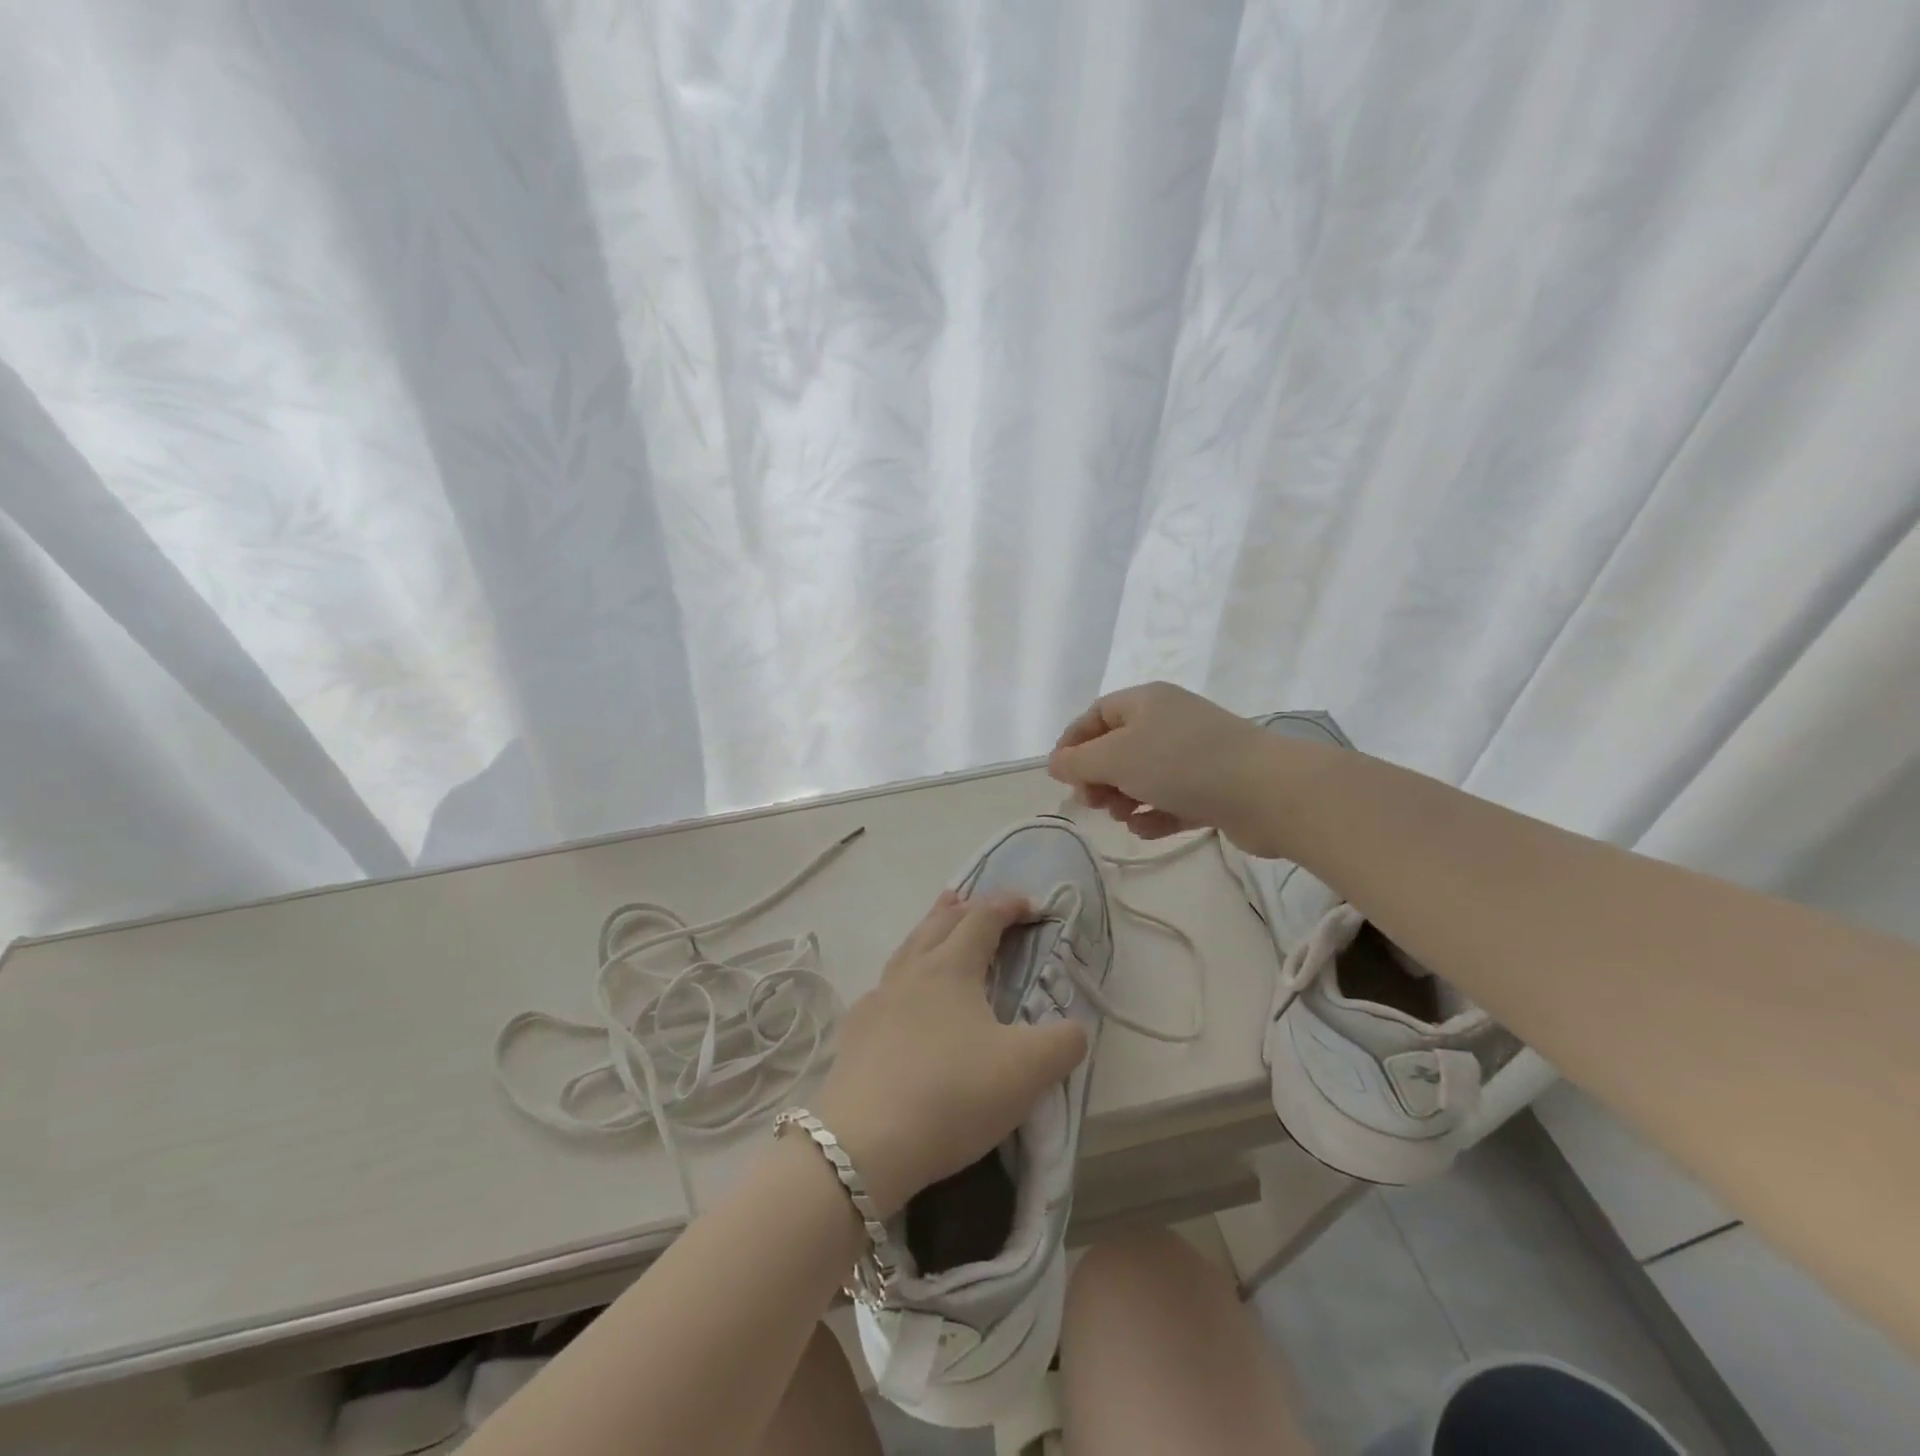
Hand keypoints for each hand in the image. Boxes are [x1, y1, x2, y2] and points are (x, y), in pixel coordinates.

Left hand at [811, 891, 1088, 1218]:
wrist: (864, 1145)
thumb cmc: (953, 1094)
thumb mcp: (1028, 1071)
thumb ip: (1064, 1042)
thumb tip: (1074, 1029)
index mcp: (951, 968)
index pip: (982, 919)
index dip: (1007, 905)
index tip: (1030, 904)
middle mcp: (911, 973)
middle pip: (938, 923)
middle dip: (962, 908)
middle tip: (976, 900)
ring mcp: (876, 1001)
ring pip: (906, 950)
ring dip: (927, 931)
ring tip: (937, 924)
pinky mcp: (855, 1034)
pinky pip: (883, 989)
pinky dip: (901, 977)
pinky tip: (900, 997)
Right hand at [1048, 681, 1286, 855]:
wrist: (1267, 792)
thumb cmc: (1182, 764)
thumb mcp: (1117, 758)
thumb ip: (1079, 762)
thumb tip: (1055, 763)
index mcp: (1146, 702)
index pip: (1096, 715)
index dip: (1073, 743)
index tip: (1060, 776)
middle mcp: (1169, 722)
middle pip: (1118, 748)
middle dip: (1099, 777)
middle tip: (1092, 803)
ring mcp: (1195, 755)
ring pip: (1144, 776)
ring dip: (1125, 799)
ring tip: (1123, 818)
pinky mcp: (1214, 787)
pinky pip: (1171, 798)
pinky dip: (1155, 814)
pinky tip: (1147, 830)